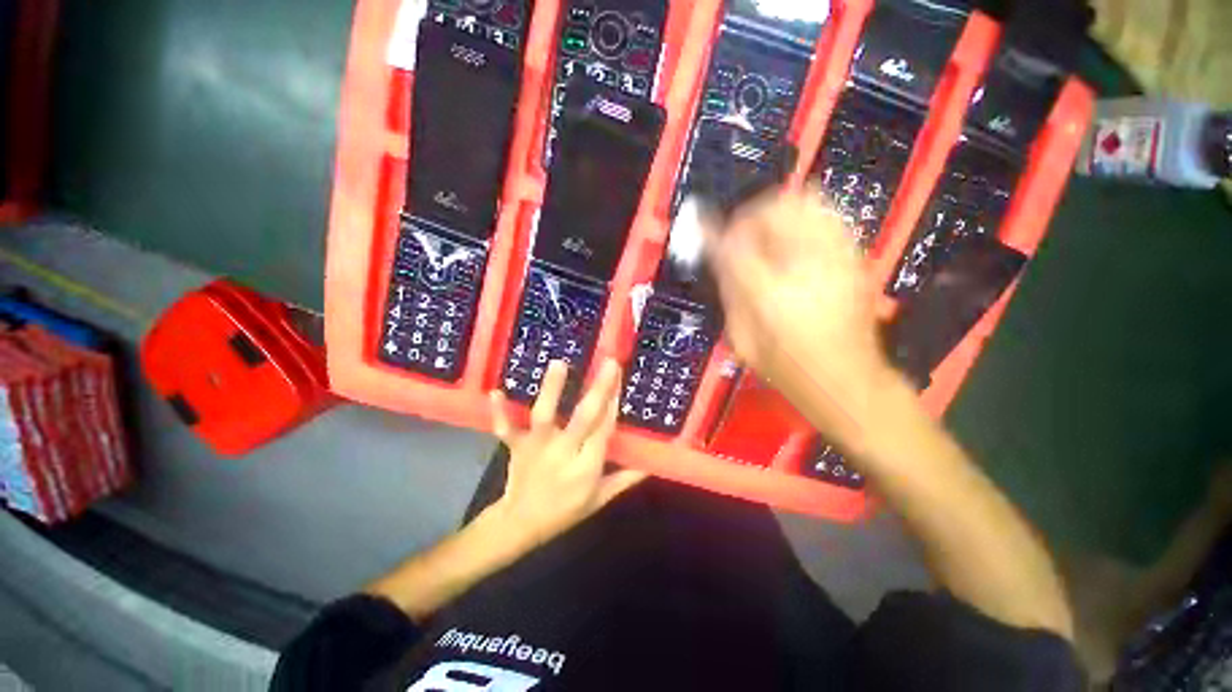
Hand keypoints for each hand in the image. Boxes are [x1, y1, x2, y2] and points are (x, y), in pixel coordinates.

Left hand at [487, 358, 646, 550]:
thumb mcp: (599, 500)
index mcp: (586, 467)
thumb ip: (625, 479)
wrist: (520, 526)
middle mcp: (563, 453)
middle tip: (609, 363)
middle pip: (582, 419)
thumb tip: (650, 462)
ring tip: (559, 363)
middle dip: (598, 390)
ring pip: (545, 416)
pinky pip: (507, 429)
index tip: (621, 380)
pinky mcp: (517, 446)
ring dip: (551, 390)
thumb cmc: (565, 511)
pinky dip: (500, 413)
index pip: (603, 432)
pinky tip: (496, 392)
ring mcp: (537, 448)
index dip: (613, 407)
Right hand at [704, 187, 899, 444]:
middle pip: (774, 207)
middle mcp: (806, 265)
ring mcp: (837, 257)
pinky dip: (803, 218)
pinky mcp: (855, 257)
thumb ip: (729, 293)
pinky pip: (826, 216)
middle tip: (739, 237)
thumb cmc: (787, 369)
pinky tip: (793, 244)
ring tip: (765, 237)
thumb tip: (718, 257)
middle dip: (749, 216)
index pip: (734, 243)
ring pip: (804, 202)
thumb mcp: (743, 340)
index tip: (706, 233)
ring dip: (776, 213)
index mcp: (770, 293)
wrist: (846, 380)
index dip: (715, 233)